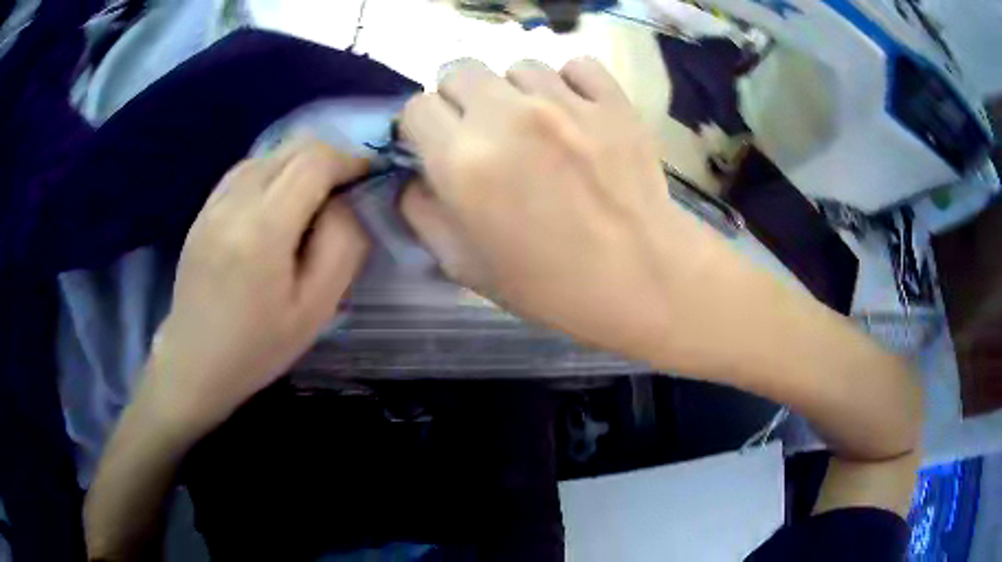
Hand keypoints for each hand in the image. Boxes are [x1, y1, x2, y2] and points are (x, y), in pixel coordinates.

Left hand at [146, 138, 369, 430]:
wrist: (194, 360)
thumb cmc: (258, 346)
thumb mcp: (316, 308)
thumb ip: (342, 245)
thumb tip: (349, 200)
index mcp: (263, 229)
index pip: (315, 161)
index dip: (350, 160)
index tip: (368, 179)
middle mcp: (235, 201)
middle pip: (294, 147)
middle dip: (330, 158)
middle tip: (346, 190)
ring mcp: (215, 201)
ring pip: (271, 153)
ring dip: (301, 164)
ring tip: (312, 200)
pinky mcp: (204, 208)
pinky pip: (248, 169)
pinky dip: (274, 173)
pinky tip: (277, 206)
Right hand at [399, 58, 731, 357]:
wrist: (644, 279)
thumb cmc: (552, 286)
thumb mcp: (464, 266)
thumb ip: (421, 213)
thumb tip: (415, 175)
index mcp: (463, 162)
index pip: (416, 107)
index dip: (423, 128)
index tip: (439, 146)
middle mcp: (507, 116)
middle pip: (458, 71)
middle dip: (460, 100)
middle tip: (483, 133)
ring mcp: (565, 101)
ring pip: (516, 65)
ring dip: (515, 92)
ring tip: (537, 127)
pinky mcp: (612, 99)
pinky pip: (575, 65)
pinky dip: (568, 83)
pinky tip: (576, 113)